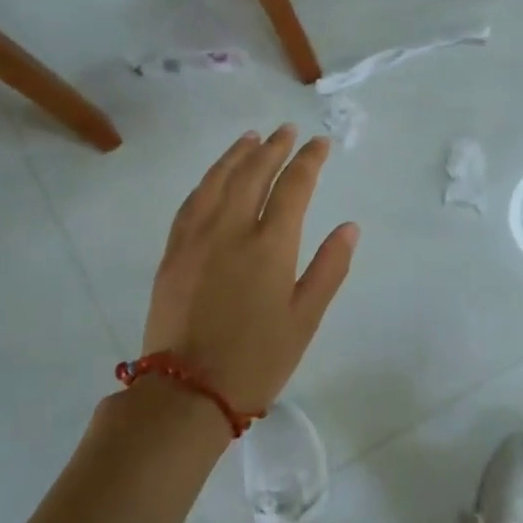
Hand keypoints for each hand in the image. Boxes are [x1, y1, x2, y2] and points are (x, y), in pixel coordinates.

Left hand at [142, 126, 359, 415]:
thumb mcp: (305, 319)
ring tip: (251, 137)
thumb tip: (349, 227)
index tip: (320, 143)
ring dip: (237, 155)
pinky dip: (207, 180)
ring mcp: (197, 238)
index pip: (294, 187)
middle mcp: (231, 230)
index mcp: (270, 246)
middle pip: (254, 174)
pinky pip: (191, 202)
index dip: (309, 160)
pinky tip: (214, 176)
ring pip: (217, 181)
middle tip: (287, 130)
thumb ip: (329, 268)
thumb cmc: (257, 359)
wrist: (187, 392)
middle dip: (274, 148)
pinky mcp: (173, 252)